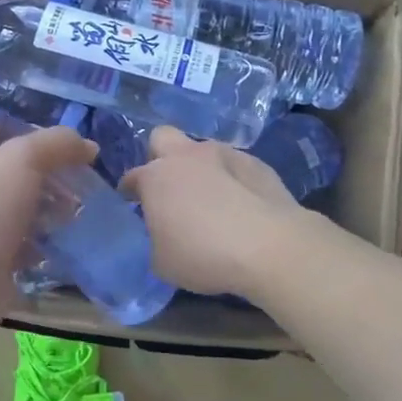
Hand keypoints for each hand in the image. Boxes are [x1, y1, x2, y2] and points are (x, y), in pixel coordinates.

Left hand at [0, 126, 97, 325]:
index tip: (62, 147)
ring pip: (21, 205)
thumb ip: (57, 143)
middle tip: (78, 182)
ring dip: (50, 208)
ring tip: (76, 212)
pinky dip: (44, 239)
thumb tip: (88, 147)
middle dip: (49, 176)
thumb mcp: (23, 158)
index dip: (30, 135)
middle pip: (14, 171)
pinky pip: (24, 239)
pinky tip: (65, 238)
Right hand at [123, 127, 303, 297]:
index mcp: (156, 177)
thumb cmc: (204, 255)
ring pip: (202, 150)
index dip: (131, 191)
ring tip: (213, 199)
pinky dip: (232, 180)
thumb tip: (164, 235)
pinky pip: (235, 166)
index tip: (135, 205)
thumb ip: (156, 240)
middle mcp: (186, 156)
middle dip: (161, 156)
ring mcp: (224, 154)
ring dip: (201, 168)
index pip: (132, 177)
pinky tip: (242, 205)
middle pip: (162, 138)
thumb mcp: (163, 262)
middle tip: (170, 187)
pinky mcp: (257, 164)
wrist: (270, 246)